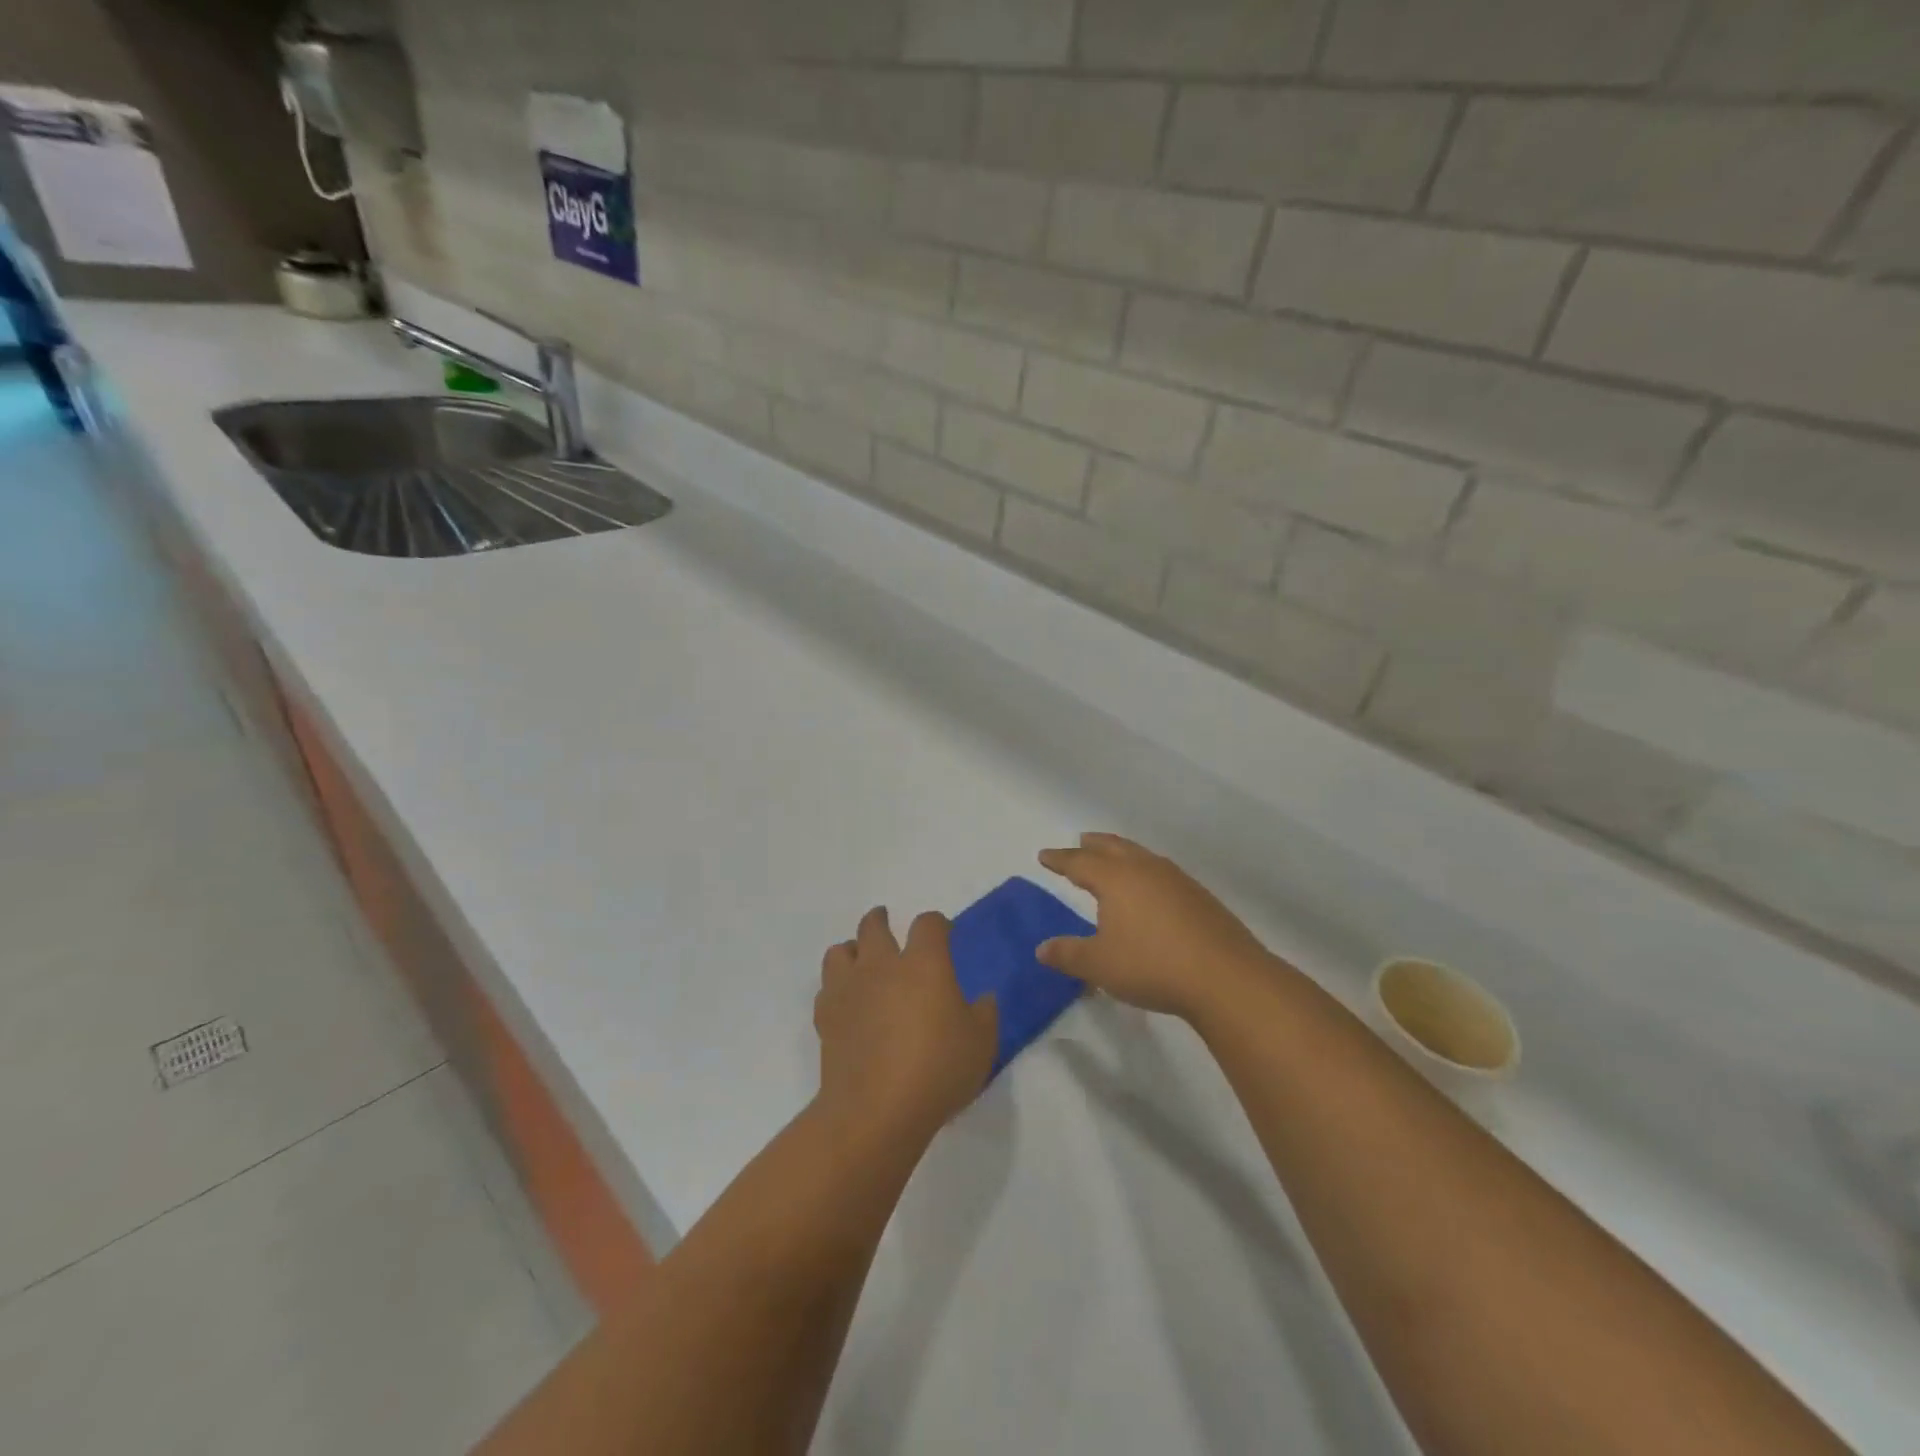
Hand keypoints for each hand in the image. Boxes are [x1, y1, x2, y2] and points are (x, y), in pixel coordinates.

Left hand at [813, 907, 996, 1147]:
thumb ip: (985, 1013)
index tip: (944, 933)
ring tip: (861, 960)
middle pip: (874, 925)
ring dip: (852, 949)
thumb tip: (984, 998)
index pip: (928, 924)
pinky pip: (827, 987)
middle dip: (882, 920)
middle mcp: (882, 965)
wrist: (876, 1110)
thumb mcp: (981, 1043)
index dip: (937, 923)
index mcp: (924, 963)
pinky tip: (848, 1001)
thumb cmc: (937, 1070)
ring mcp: (849, 988)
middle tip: (888, 924)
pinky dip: (837, 987)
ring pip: (840, 950)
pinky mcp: (826, 1016)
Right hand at [1037, 833, 1276, 1021]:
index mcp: (1115, 879)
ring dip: (1122, 853)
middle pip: (1113, 847)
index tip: (1045, 856)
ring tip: (1114, 860)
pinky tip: (1151, 889)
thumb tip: (1041, 948)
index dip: (1060, 859)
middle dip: (1093, 845)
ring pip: (1141, 856)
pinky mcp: (1199, 897)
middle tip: (1080, 840)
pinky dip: (1146, 872)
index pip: (1079, 862)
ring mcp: (1176, 880)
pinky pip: (1162, 872)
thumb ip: (1068, 954)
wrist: (1225, 976)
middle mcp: (1144, 869)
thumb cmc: (1152, 965)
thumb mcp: (1100, 965)